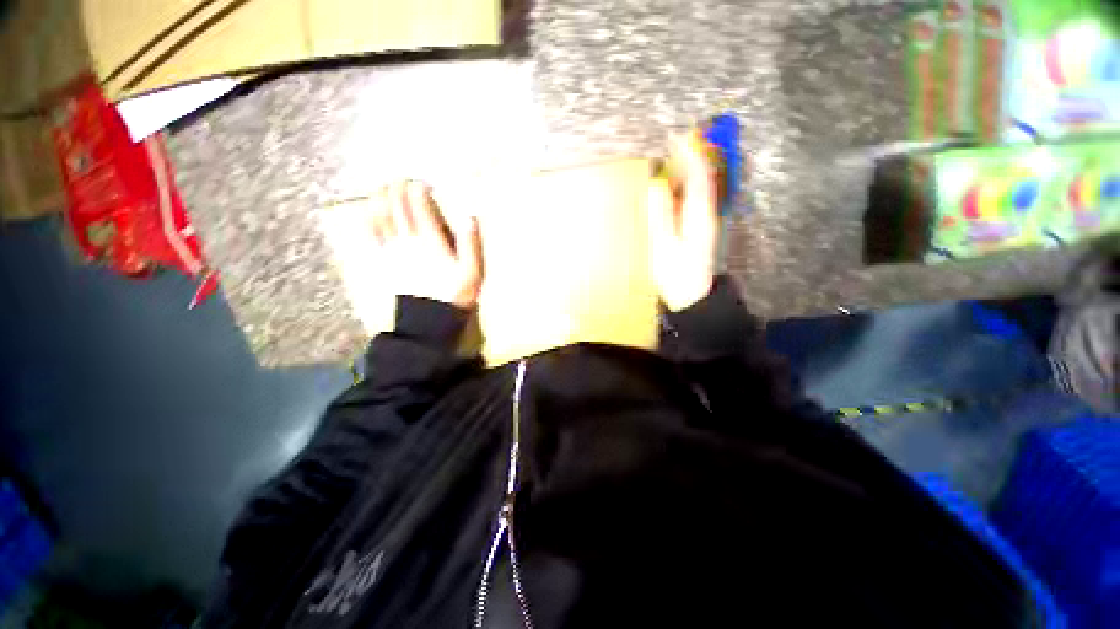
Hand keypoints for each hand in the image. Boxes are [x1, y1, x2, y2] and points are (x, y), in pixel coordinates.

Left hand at [372, 181, 482, 308]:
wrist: (429, 319)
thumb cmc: (454, 294)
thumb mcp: (473, 272)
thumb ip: (471, 244)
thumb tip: (470, 217)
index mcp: (431, 241)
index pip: (419, 207)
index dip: (417, 190)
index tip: (421, 182)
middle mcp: (408, 240)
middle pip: (397, 207)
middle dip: (398, 189)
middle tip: (401, 179)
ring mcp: (393, 250)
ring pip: (381, 216)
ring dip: (381, 198)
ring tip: (383, 188)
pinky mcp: (384, 261)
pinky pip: (372, 235)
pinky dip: (369, 220)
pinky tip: (368, 212)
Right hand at [647, 131, 718, 311]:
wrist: (691, 297)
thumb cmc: (676, 273)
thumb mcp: (663, 244)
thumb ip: (660, 214)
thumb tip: (656, 185)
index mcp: (698, 214)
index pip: (698, 175)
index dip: (689, 154)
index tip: (676, 137)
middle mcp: (706, 213)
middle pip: (703, 177)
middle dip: (692, 156)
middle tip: (675, 141)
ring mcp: (704, 221)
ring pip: (700, 188)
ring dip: (689, 170)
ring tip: (674, 157)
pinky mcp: (699, 229)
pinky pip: (694, 200)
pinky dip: (686, 188)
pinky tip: (674, 188)